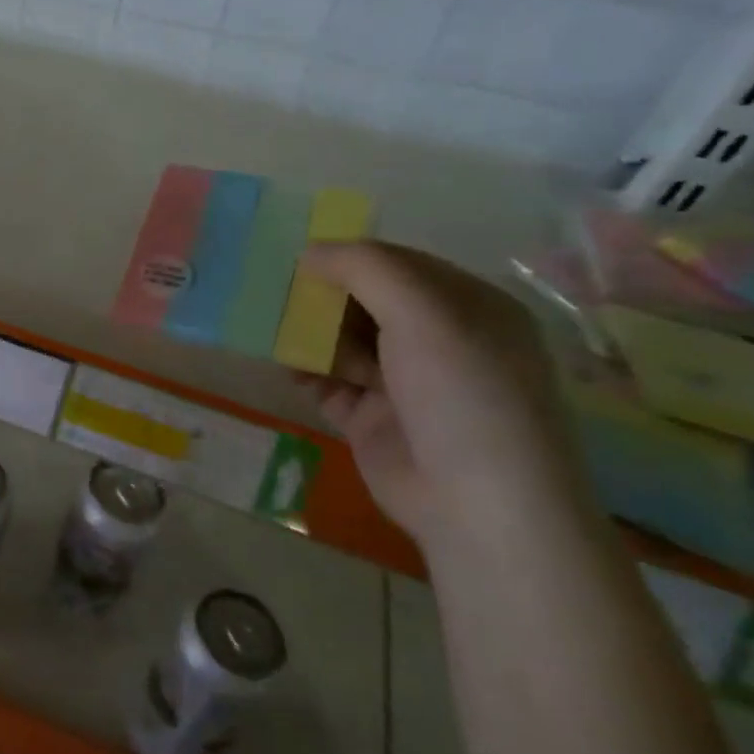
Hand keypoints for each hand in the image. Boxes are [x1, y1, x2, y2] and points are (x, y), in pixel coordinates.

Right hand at [298, 241, 596, 545]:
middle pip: (366, 304)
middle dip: (323, 299)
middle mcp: (438, 341)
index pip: (399, 266)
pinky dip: (307, 373)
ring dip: (310, 336)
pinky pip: (329, 383)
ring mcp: (404, 383)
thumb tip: (310, 250)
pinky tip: (287, 369)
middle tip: (279, 296)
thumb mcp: (422, 313)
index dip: (350, 258)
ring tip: (274, 331)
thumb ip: (366, 269)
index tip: (301, 259)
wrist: (478, 503)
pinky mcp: (372, 420)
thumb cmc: (461, 392)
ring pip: (343, 343)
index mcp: (467, 307)